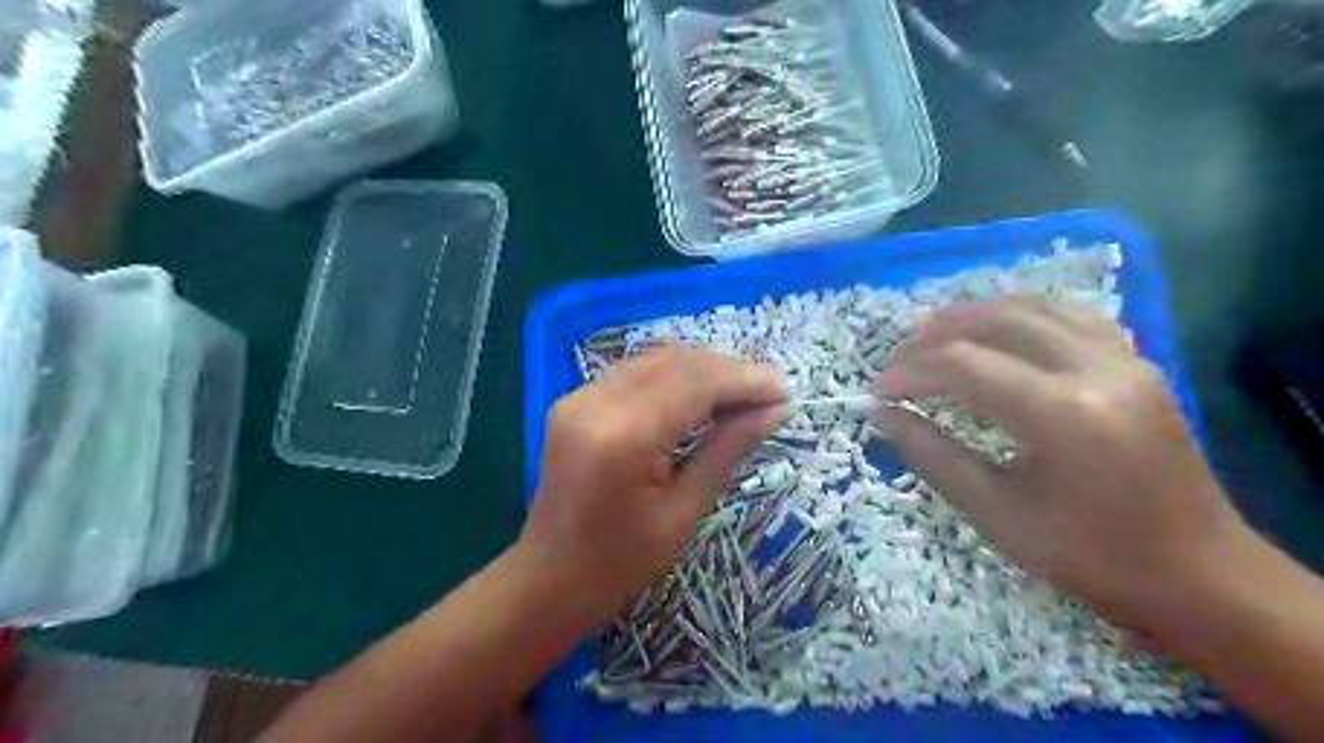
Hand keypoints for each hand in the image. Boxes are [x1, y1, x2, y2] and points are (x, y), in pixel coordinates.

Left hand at [518, 346, 783, 623]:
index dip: (744, 381)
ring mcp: (578, 397)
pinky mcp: (573, 401)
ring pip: (655, 360)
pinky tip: (699, 395)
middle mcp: (596, 402)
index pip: (695, 384)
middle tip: (768, 392)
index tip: (784, 390)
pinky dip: (672, 376)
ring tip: (741, 394)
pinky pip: (634, 373)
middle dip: (727, 371)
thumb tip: (776, 410)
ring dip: (701, 370)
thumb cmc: (621, 563)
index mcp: (624, 436)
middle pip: (675, 362)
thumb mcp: (685, 510)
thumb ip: (727, 448)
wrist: (548, 579)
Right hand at [877, 300, 1252, 635]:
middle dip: (933, 336)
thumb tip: (883, 415)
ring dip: (972, 315)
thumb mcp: (996, 513)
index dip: (909, 372)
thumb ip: (932, 455)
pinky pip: (1067, 315)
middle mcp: (1096, 368)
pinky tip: (993, 332)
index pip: (962, 365)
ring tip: (930, 336)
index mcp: (1062, 414)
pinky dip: (1017, 315)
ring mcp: (1124, 358)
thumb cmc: (1090, 556)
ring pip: (1032, 306)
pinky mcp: (1135, 361)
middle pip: (995, 321)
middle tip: (897, 361)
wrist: (1200, 574)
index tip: (877, 392)